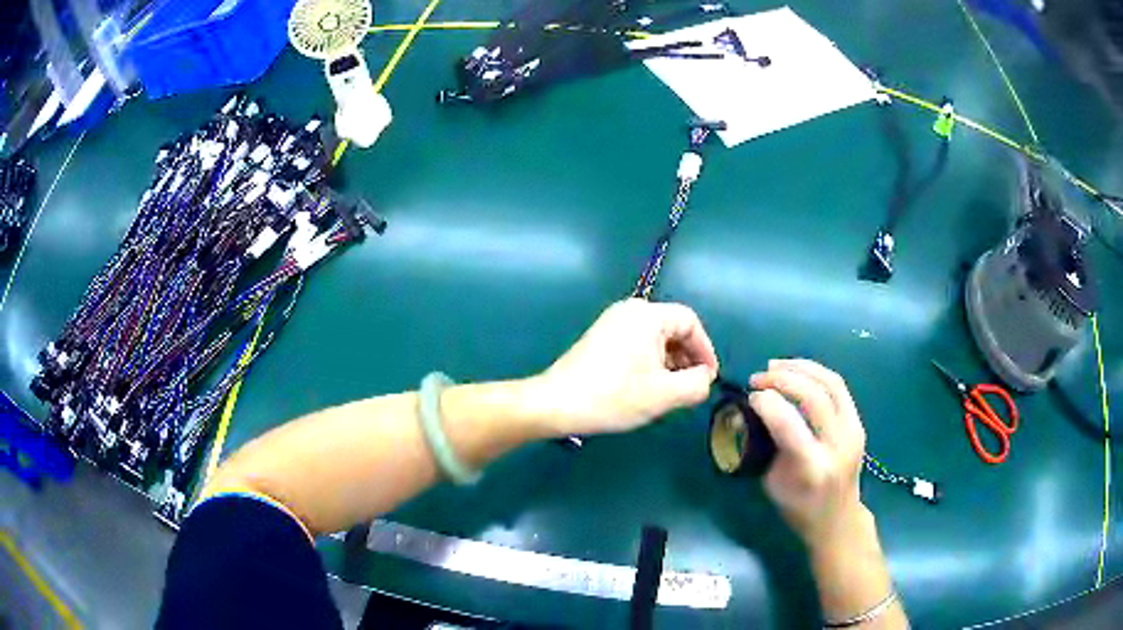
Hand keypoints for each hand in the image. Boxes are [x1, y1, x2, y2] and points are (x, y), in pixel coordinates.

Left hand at [535, 299, 718, 435]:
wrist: (557, 403)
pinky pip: (637, 344)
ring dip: (669, 363)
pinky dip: (650, 362)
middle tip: (691, 387)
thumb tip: (705, 377)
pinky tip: (647, 387)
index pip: (690, 321)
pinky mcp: (601, 338)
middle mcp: (630, 310)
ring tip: (670, 391)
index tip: (708, 378)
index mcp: (647, 315)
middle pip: (672, 328)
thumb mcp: (665, 395)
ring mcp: (612, 323)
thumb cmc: (614, 396)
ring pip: (655, 338)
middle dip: (687, 358)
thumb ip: (696, 384)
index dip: (705, 350)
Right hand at [749, 359, 866, 548]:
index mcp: (811, 468)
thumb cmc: (798, 508)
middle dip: (782, 379)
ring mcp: (853, 432)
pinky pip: (838, 388)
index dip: (766, 402)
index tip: (749, 397)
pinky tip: (797, 371)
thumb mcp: (772, 483)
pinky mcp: (859, 424)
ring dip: (801, 368)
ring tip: (775, 366)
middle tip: (758, 378)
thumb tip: (748, 413)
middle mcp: (837, 446)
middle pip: (814, 396)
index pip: (788, 424)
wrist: (838, 519)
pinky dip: (816, 373)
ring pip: (831, 383)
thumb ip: (763, 446)